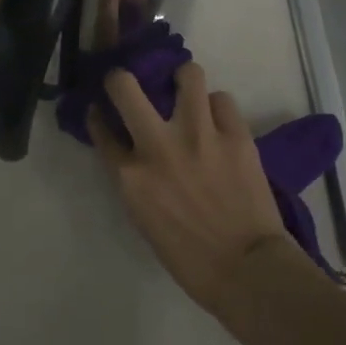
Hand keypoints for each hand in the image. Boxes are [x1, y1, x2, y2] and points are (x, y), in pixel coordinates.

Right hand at [90, 63, 291, 314]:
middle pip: (125, 86)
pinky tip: (219, 123)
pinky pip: (222, 100)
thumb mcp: (143, 217)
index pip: (101, 129)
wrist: (246, 269)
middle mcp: (158, 145)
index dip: (99, 114)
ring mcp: (199, 134)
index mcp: (130, 176)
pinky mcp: (235, 134)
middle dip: (122, 78)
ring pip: (187, 74)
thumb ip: (133, 177)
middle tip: (132, 83)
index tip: (101, 108)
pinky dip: (217, 108)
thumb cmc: (189, 256)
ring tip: (187, 89)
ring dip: (183, 79)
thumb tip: (132, 149)